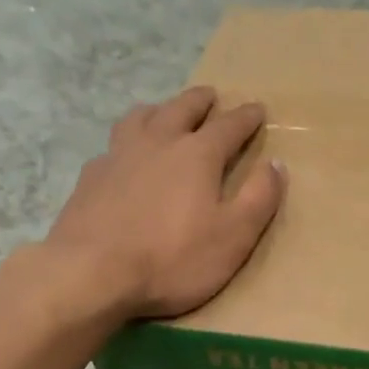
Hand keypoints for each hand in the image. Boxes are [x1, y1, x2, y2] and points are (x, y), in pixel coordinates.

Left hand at [46, 87, 285, 319]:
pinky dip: (126, 143)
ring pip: (141, 118)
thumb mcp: (233, 237)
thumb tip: (277, 164)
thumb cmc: (172, 259)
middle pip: (182, 109)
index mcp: (198, 155)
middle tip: (210, 96)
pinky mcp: (91, 177)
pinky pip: (113, 147)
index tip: (257, 109)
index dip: (246, 118)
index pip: (229, 126)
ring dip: (159, 111)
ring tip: (164, 113)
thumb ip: (258, 199)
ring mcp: (118, 155)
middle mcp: (158, 142)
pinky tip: (123, 157)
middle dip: (201, 101)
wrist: (93, 272)